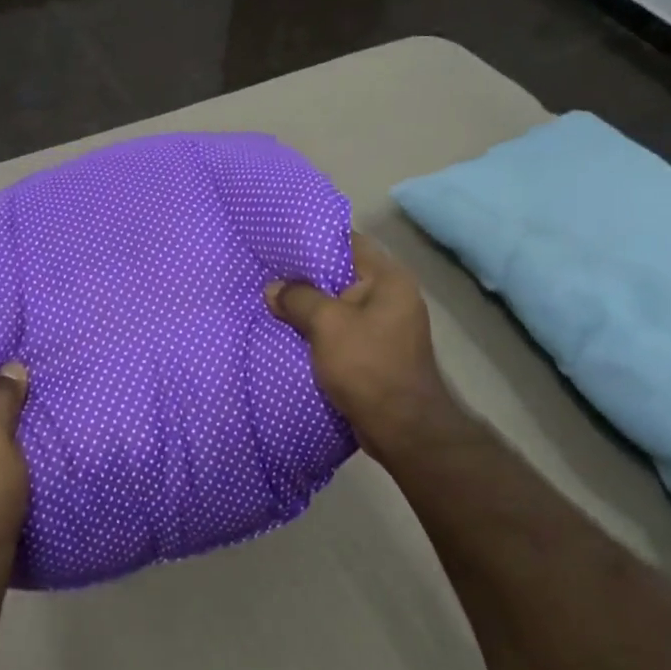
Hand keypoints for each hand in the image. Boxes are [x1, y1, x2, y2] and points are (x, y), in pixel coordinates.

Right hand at [265, 233, 467, 464]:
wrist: (402, 429)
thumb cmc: (368, 366)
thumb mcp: (327, 324)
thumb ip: (298, 299)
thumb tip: (273, 289)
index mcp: (388, 278)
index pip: (348, 242)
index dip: (313, 240)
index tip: (279, 241)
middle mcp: (391, 296)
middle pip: (341, 274)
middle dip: (305, 276)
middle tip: (268, 271)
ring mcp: (385, 325)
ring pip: (338, 305)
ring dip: (309, 306)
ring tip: (272, 300)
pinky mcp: (375, 351)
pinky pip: (341, 330)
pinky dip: (318, 330)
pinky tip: (290, 331)